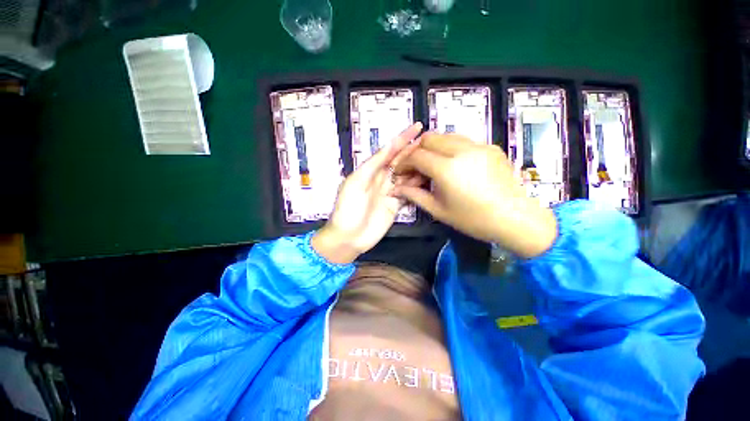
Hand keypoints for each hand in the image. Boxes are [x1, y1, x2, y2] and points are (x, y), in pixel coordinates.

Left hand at [312, 123, 424, 263]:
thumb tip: (389, 146)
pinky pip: (409, 191)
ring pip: (407, 175)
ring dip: (419, 166)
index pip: (389, 151)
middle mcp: (382, 178)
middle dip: (414, 150)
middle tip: (432, 142)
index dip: (403, 138)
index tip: (417, 127)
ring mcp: (390, 192)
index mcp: (370, 171)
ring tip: (435, 157)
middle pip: (401, 161)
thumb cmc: (348, 209)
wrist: (349, 237)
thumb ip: (372, 165)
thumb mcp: (355, 183)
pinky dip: (419, 184)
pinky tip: (429, 178)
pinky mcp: (396, 204)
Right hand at [392, 133, 556, 257]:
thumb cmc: (474, 219)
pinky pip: (463, 141)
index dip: (404, 162)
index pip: (417, 155)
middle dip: (417, 150)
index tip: (400, 172)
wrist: (516, 219)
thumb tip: (397, 189)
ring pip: (447, 135)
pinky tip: (452, 164)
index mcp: (447, 169)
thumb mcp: (439, 210)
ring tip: (431, 164)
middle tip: (414, 166)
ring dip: (433, 147)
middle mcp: (462, 150)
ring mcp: (479, 146)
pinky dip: (450, 148)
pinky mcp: (490, 147)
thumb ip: (415, 195)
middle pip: (430, 137)